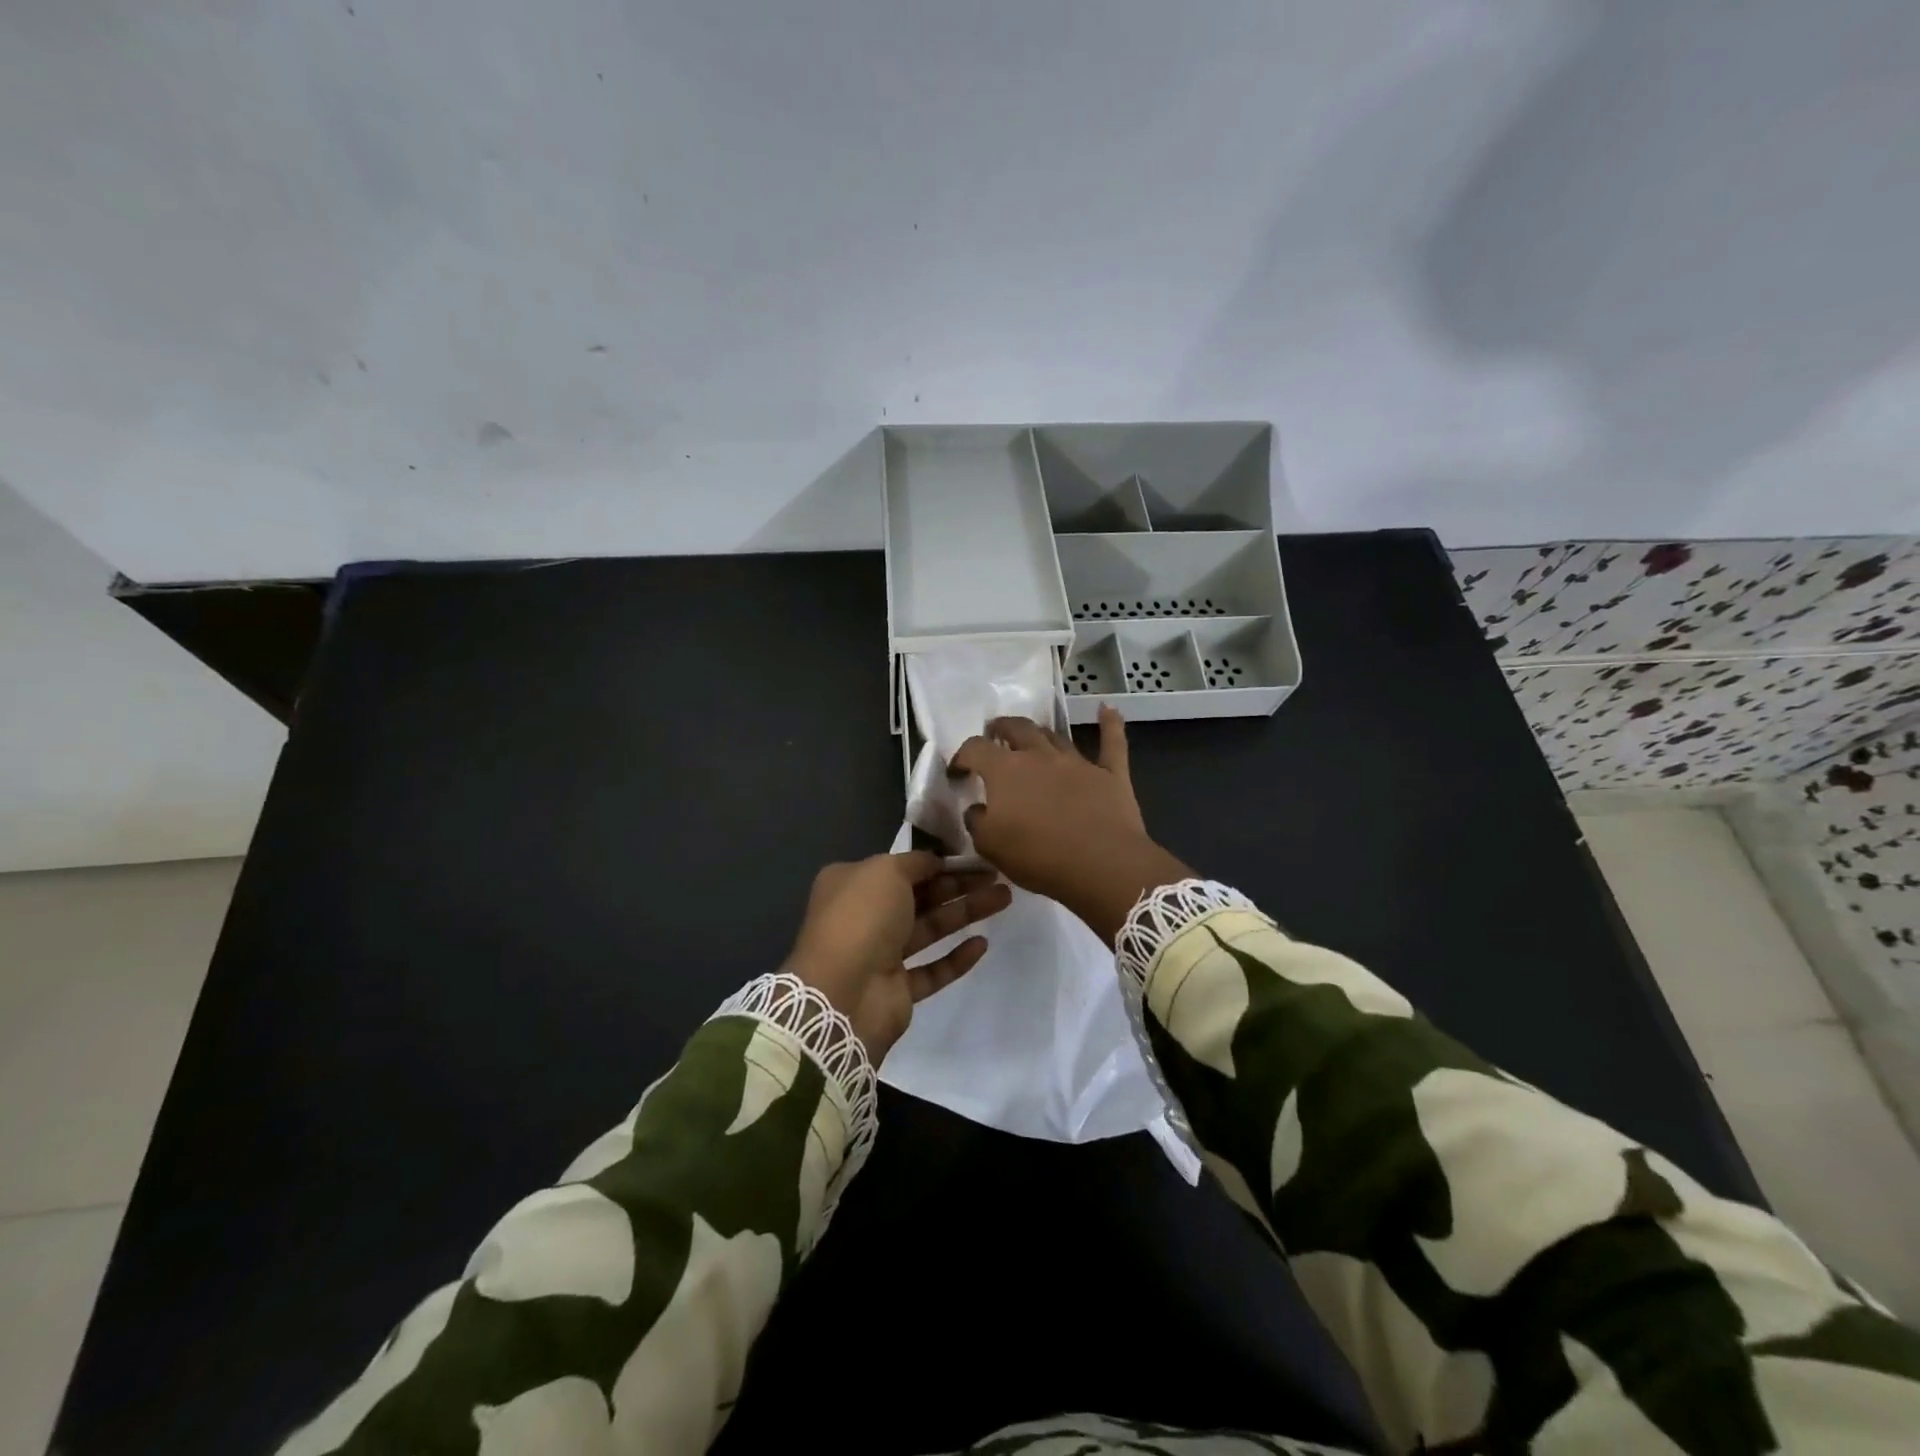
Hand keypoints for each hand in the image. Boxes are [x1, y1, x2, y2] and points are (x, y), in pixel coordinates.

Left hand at [785, 852, 1011, 1060]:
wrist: (843, 992)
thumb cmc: (862, 917)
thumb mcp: (886, 870)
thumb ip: (915, 862)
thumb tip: (934, 861)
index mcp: (852, 884)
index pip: (901, 867)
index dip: (937, 861)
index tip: (972, 857)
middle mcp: (864, 916)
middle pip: (920, 896)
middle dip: (958, 885)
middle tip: (997, 876)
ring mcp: (880, 955)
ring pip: (929, 929)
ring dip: (965, 913)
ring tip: (1004, 899)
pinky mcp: (897, 989)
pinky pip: (932, 969)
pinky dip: (956, 957)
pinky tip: (982, 944)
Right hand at [951, 706, 1190, 943]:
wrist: (1101, 864)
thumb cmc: (1038, 856)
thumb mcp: (990, 846)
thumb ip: (977, 822)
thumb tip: (977, 808)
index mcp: (1005, 770)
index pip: (976, 749)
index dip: (963, 756)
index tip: (959, 770)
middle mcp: (1040, 756)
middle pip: (1017, 728)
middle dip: (1002, 728)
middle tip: (995, 733)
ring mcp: (1077, 762)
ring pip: (1055, 736)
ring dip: (1040, 732)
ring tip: (1032, 734)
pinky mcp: (1110, 774)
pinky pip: (1112, 742)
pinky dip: (1110, 724)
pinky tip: (1108, 709)